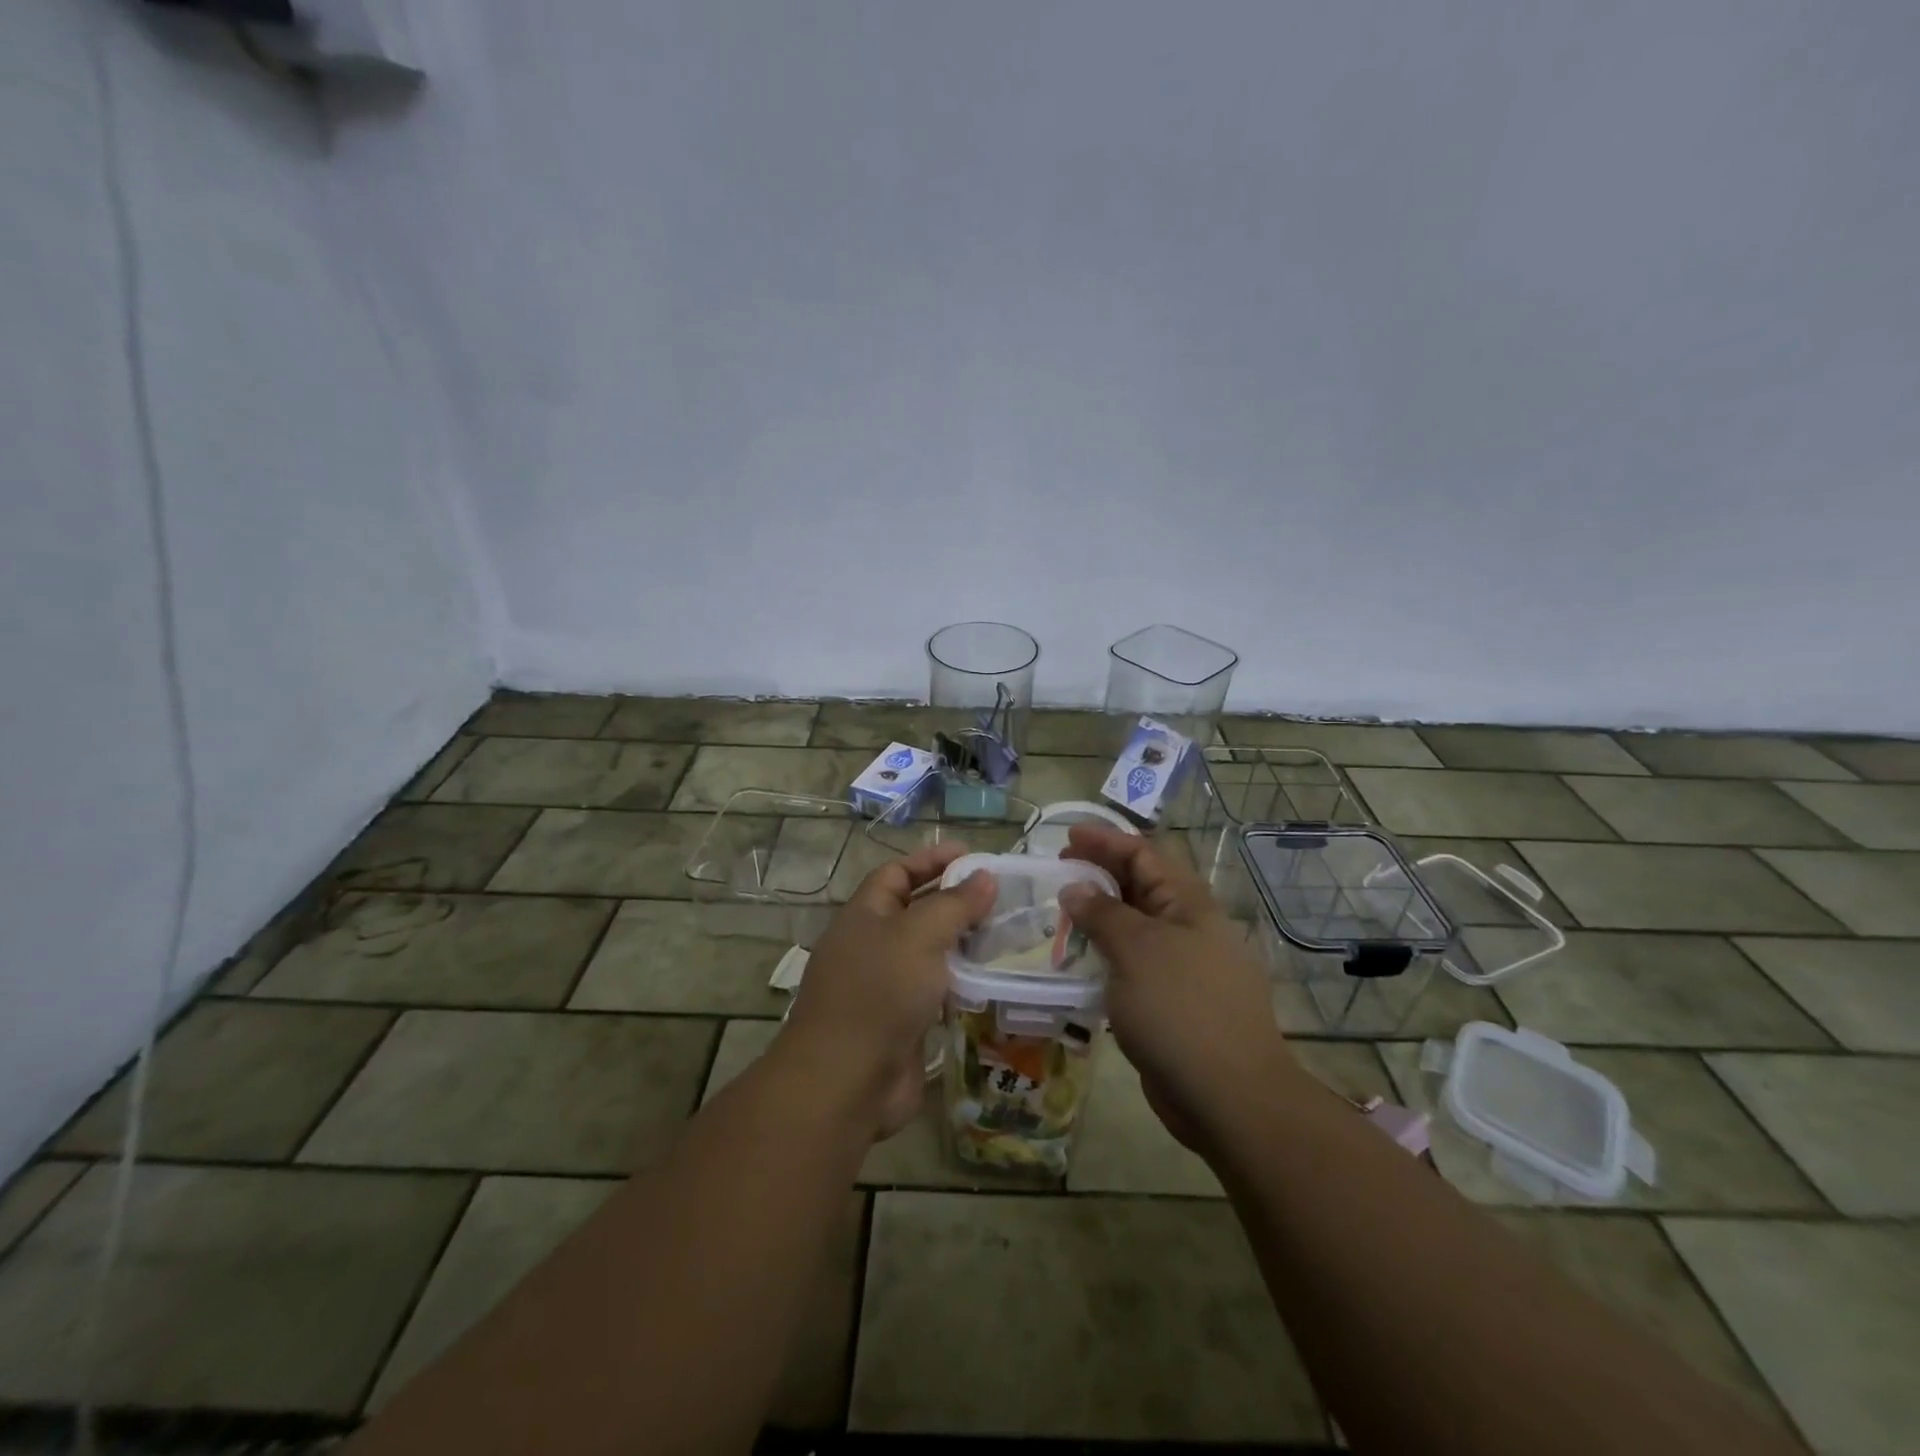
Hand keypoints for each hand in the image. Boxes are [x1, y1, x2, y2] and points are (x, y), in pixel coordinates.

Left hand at [781, 841, 995, 1139]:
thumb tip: (984, 877)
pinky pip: (936, 991)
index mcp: (864, 916)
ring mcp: (886, 987)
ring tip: (1007, 934)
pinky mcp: (903, 1023)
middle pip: (916, 911)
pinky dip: (962, 982)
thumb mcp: (919, 935)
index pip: (897, 873)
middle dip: (955, 901)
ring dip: (963, 943)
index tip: (973, 857)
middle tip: (1002, 897)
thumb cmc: (879, 993)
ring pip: (929, 953)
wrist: (847, 1082)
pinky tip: (994, 979)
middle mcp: (872, 946)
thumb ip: (954, 904)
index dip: (932, 860)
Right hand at [1060, 824, 1295, 1153]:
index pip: (1144, 854)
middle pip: (1140, 887)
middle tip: (1058, 874)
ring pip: (1134, 928)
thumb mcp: (1136, 950)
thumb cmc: (1182, 1010)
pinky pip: (1133, 965)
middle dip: (1099, 875)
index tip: (1066, 837)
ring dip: (1099, 918)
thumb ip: (1103, 914)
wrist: (1229, 1097)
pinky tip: (1079, 965)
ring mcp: (1183, 967)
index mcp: (1188, 904)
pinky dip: (1105, 957)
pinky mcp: (1172, 1003)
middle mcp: (1188, 928)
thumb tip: (1075, 889)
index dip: (1105, 841)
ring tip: (1061, 917)